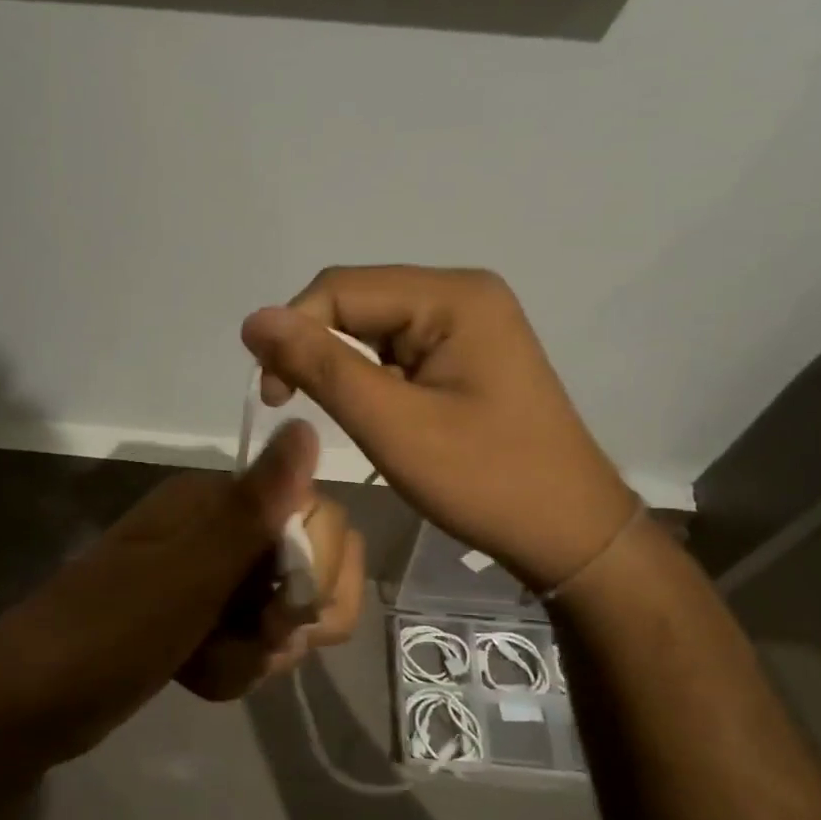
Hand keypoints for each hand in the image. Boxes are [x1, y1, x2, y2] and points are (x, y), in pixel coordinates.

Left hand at [0, 422, 363, 771]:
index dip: (316, 573)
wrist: (31, 703)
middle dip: (286, 622)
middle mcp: (219, 531)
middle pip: (307, 570)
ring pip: (282, 616)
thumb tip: (304, 425)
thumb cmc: (110, 631)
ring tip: (205, 666)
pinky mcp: (200, 622)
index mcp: (216, 502)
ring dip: (254, 653)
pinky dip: (233, 668)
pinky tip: (195, 677)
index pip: (320, 519)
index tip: (277, 614)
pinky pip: (252, 643)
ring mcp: (209, 579)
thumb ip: (253, 508)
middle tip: (249, 640)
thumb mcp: (189, 573)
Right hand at [242, 265, 636, 592]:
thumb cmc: (483, 480)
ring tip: (341, 417)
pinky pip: (397, 350)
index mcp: (452, 297)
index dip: (292, 332)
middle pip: (357, 302)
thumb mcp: (392, 425)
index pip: (341, 288)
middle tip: (293, 406)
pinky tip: (372, 414)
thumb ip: (321, 367)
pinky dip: (369, 379)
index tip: (273, 397)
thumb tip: (254, 320)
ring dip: (341, 367)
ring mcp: (469, 324)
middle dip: (315, 349)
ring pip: (372, 328)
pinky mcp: (467, 354)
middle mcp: (462, 294)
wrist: (566, 531)